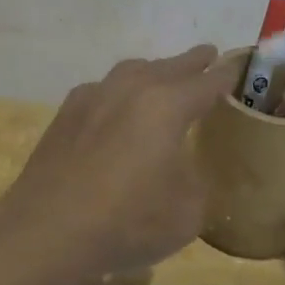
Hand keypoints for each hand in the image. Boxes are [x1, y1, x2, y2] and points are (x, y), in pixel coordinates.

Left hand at [0, 45, 239, 278]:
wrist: (48, 230)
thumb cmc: (127, 221)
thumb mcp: (186, 212)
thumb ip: (195, 181)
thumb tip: (183, 169)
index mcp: (166, 105)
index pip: (206, 83)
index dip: (225, 75)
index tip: (236, 66)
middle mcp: (130, 89)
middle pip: (169, 67)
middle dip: (191, 62)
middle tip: (207, 55)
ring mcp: (93, 97)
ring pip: (131, 72)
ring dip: (153, 71)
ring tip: (162, 76)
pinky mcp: (65, 114)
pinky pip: (101, 90)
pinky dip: (118, 92)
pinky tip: (115, 107)